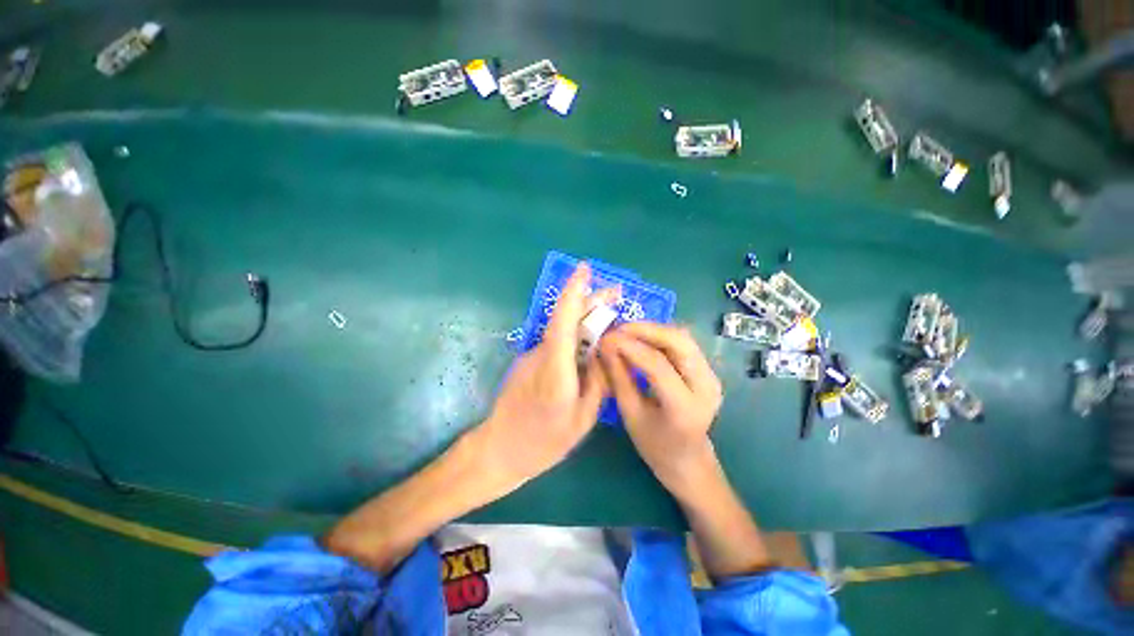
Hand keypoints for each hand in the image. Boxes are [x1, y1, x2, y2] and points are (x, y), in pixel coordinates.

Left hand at [472, 263, 618, 491]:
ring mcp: (532, 356)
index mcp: (556, 371)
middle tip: (615, 292)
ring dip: (585, 318)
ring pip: (562, 329)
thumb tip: (603, 353)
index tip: (584, 270)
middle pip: (565, 319)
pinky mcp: (529, 360)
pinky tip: (591, 343)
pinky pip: (557, 342)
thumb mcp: (583, 419)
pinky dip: (576, 335)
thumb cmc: (543, 441)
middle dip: (589, 299)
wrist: (500, 449)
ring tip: (609, 313)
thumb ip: (597, 382)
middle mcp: (541, 355)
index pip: (563, 323)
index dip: (573, 294)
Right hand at [599, 323, 722, 497]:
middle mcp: (706, 386)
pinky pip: (683, 343)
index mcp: (685, 408)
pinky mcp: (708, 370)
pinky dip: (660, 336)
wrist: (689, 460)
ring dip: (653, 330)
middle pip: (679, 341)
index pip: (657, 365)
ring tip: (626, 332)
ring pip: (683, 337)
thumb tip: (605, 345)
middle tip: (617, 329)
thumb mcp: (630, 414)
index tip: (606, 338)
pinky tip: (641, 338)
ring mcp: (712, 375)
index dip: (630, 347)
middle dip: (645, 329)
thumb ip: (619, 377)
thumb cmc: (655, 446)